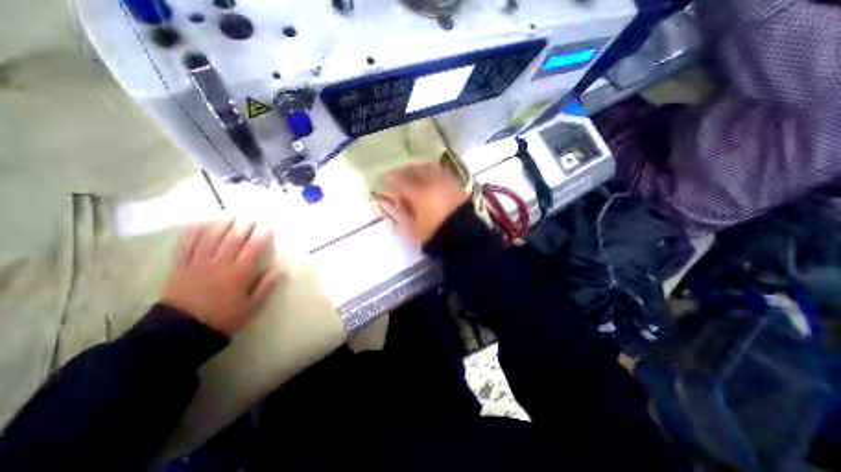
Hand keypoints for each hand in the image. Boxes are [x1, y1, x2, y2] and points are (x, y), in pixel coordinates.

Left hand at [162, 218, 283, 334]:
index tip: (267, 226)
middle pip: (232, 239)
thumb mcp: (251, 306)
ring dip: (221, 224)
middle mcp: (219, 264)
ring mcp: (198, 263)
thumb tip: (280, 269)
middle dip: (243, 226)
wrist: (181, 330)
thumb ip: (266, 286)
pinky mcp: (181, 266)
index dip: (261, 236)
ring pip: (210, 238)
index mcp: (238, 274)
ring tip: (229, 215)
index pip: (253, 249)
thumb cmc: (223, 317)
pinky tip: (200, 223)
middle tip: (251, 217)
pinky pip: (187, 245)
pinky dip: (194, 232)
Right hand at [377, 165, 469, 243]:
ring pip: (431, 168)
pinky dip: (433, 173)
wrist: (463, 237)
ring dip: (420, 169)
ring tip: (415, 174)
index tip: (387, 179)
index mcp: (420, 195)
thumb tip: (395, 199)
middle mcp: (433, 183)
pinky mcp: (457, 186)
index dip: (393, 179)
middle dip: (405, 170)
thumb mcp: (414, 228)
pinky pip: (442, 173)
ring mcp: (447, 183)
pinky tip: (431, 179)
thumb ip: (402, 212)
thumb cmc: (435, 235)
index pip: (402, 181)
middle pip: (416, 170)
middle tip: (400, 174)